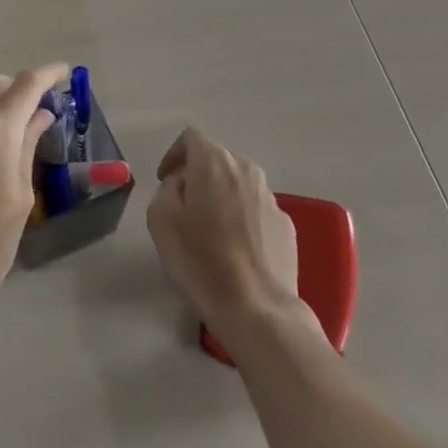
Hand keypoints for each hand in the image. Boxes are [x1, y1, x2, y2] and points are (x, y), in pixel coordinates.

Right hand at [147, 126, 300, 339]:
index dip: (173, 155)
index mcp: (214, 162)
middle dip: (198, 176)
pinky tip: (236, 250)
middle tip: (184, 207)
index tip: (165, 181)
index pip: (190, 138)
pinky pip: (256, 210)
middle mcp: (246, 169)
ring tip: (211, 231)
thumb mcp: (161, 220)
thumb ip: (167, 189)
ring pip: (238, 184)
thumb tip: (181, 184)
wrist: (258, 310)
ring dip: (222, 197)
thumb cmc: (202, 261)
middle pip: (217, 159)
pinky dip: (243, 219)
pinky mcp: (286, 226)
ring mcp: (271, 197)